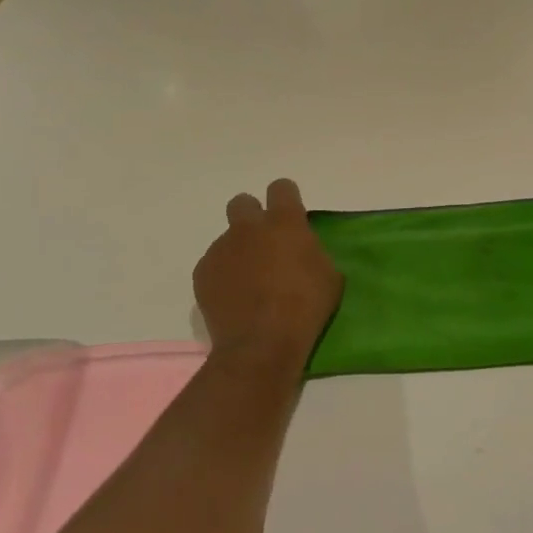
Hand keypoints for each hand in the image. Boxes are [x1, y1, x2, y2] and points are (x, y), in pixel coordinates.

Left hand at [193, 178, 343, 372]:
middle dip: (252, 216)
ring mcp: (221, 248)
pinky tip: (234, 298)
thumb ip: (313, 252)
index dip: (286, 198)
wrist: (261, 344)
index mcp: (284, 222)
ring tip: (250, 282)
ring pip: (228, 238)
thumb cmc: (305, 308)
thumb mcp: (329, 276)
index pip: (281, 188)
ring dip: (239, 251)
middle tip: (265, 243)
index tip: (291, 216)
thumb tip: (302, 249)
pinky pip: (214, 264)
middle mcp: (248, 227)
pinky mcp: (203, 272)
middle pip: (243, 203)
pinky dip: (224, 275)